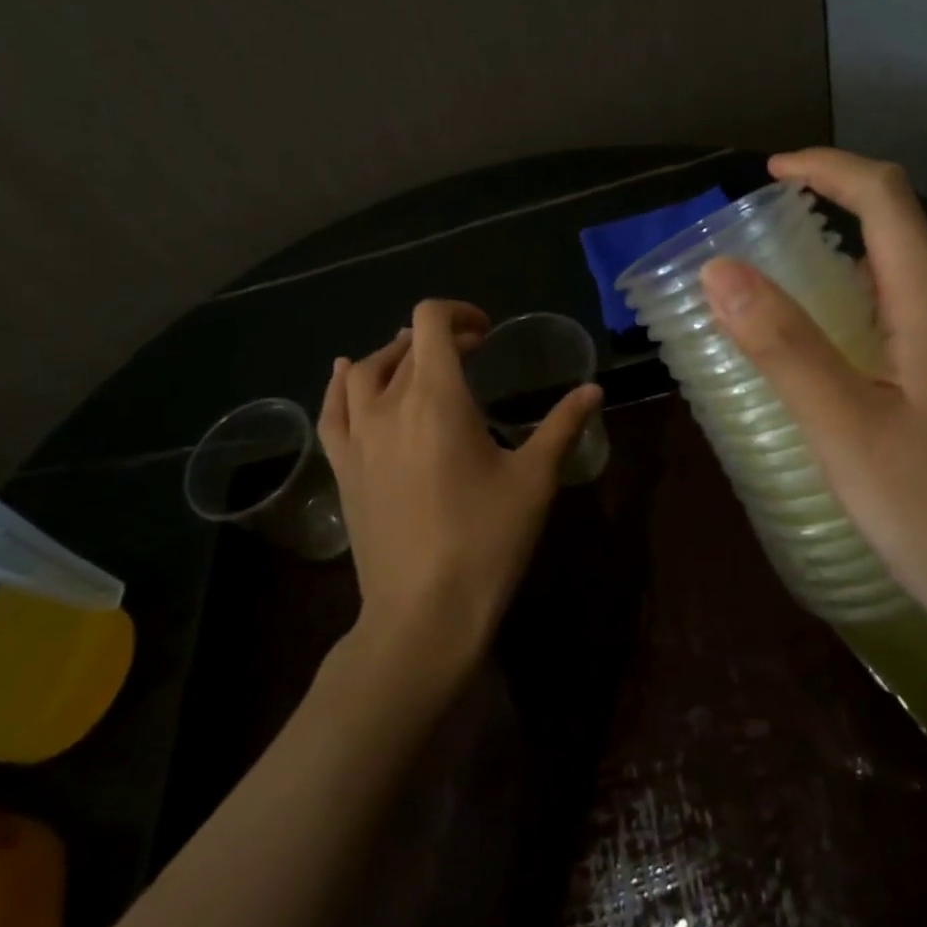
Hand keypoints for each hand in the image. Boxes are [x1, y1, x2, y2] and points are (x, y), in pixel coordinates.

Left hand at [318, 299, 602, 678]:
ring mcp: (358, 438)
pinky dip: (341, 384)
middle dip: (439, 338)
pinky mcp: (343, 468)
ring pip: (362, 372)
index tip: (486, 333)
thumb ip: (563, 426)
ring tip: (418, 365)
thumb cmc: (486, 541)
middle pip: (403, 345)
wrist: (423, 612)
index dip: (459, 314)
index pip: (431, 323)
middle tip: (471, 354)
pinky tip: (346, 376)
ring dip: (393, 356)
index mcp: (437, 398)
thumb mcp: (535, 480)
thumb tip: (593, 389)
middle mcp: (389, 406)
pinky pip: (333, 410)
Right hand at [699, 148, 926, 674]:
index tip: (773, 170)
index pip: (886, 198)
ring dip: (866, 306)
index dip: (827, 169)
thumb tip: (722, 269)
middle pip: (903, 252)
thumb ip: (784, 345)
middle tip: (775, 304)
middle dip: (834, 256)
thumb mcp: (846, 434)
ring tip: (818, 363)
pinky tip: (882, 404)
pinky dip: (900, 340)